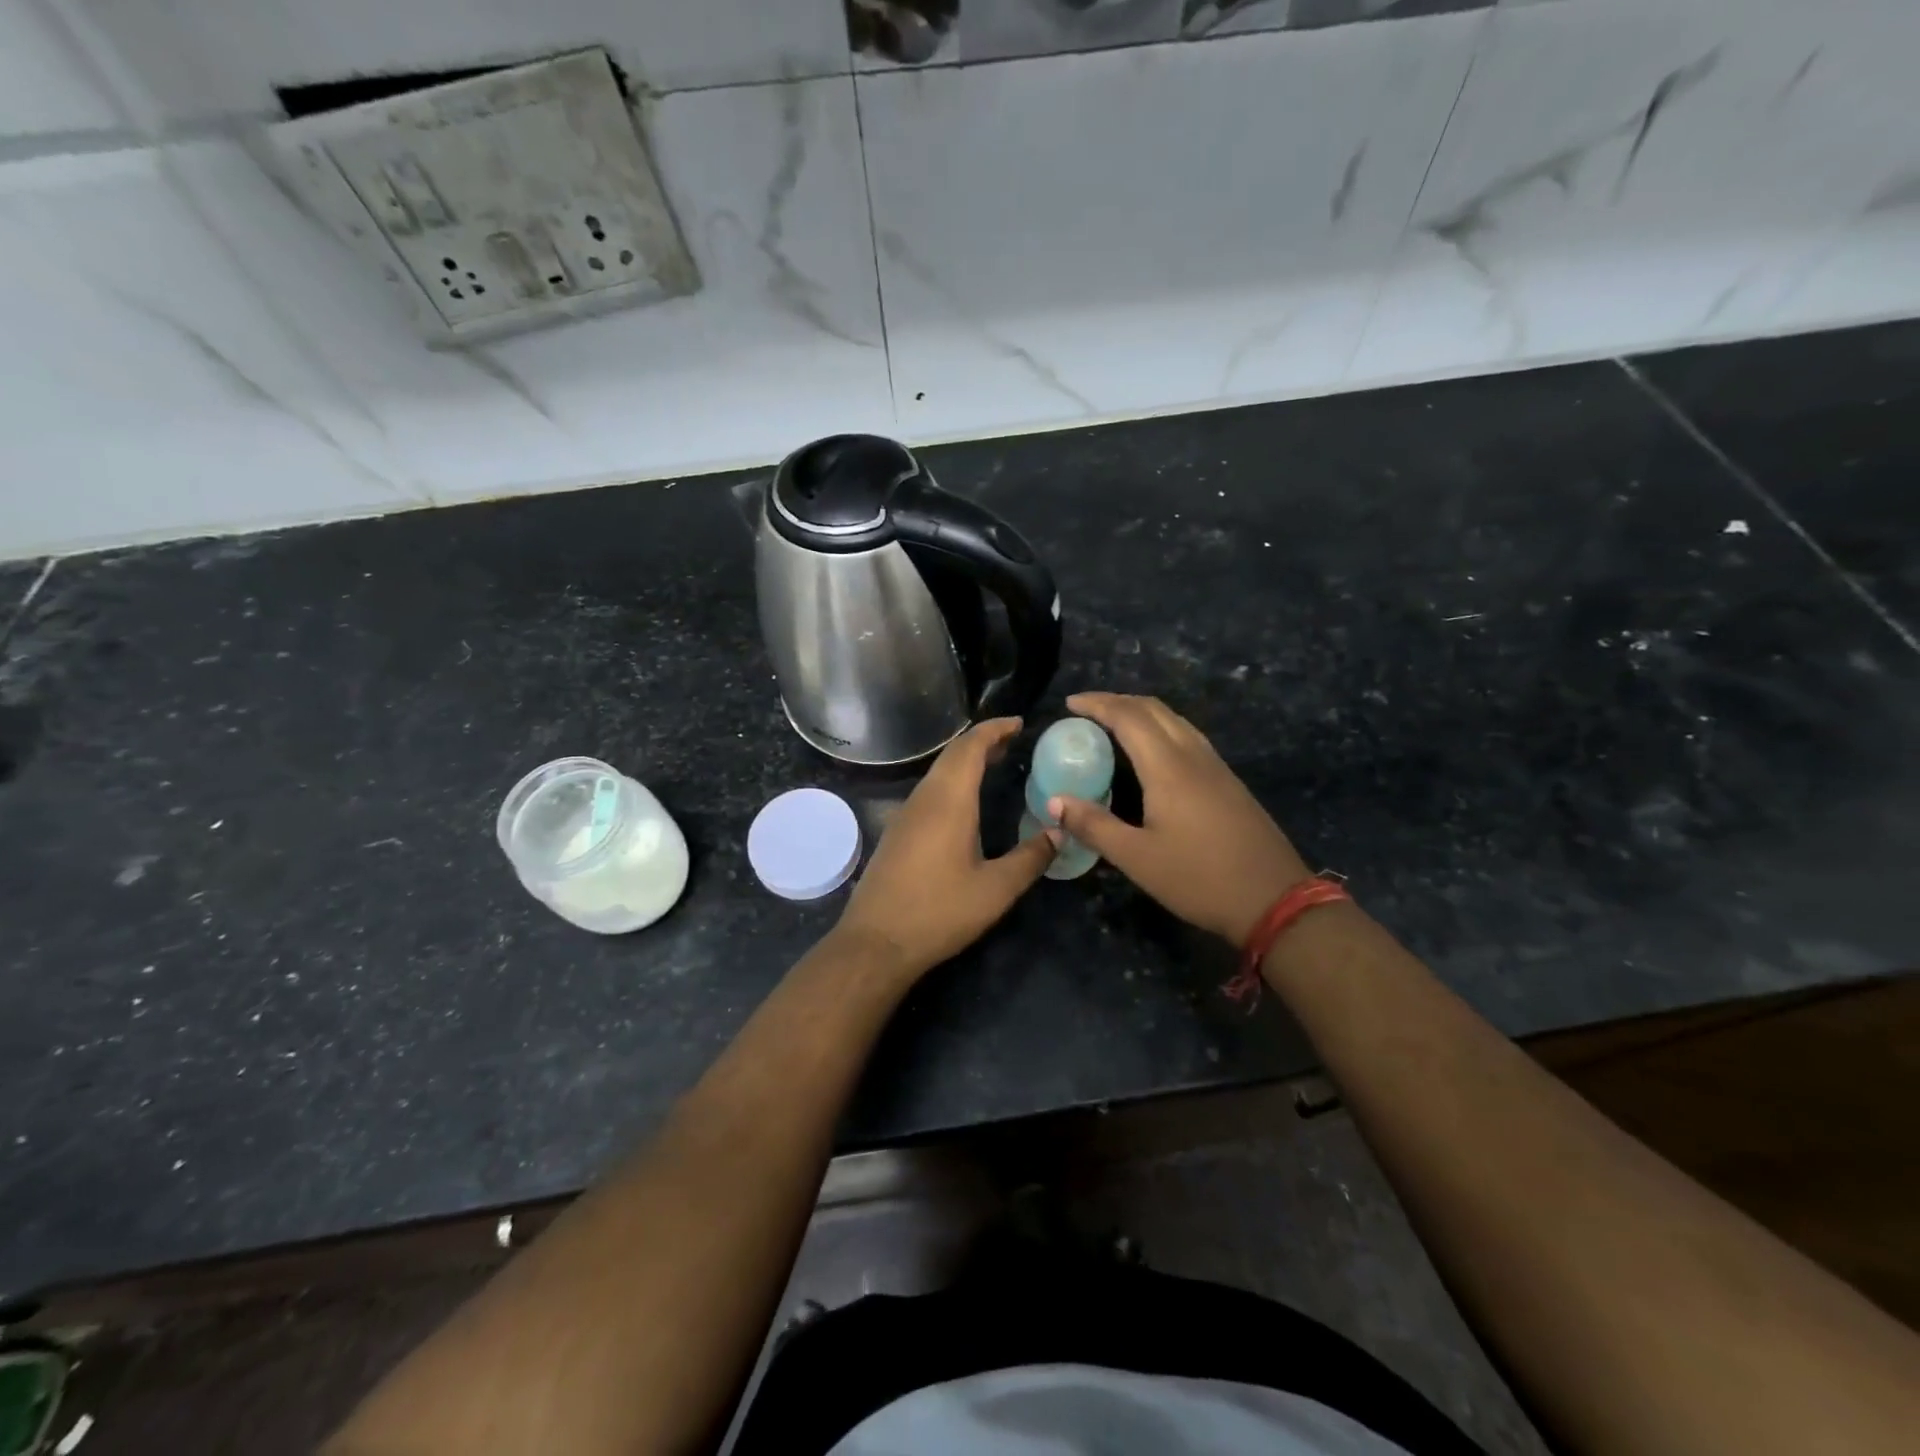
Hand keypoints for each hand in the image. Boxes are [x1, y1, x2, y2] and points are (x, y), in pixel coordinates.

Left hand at [834, 718, 1055, 978]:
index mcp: (949, 801)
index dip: (995, 729)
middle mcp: (924, 798)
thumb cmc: (939, 912)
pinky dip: (952, 781)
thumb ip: (1031, 858)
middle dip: (983, 741)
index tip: (1019, 723)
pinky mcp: (897, 832)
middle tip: (1013, 741)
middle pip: (952, 755)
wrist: (876, 942)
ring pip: (938, 772)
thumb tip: (1061, 832)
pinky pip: (928, 790)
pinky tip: (965, 802)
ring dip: (965, 761)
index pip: (971, 747)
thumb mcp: (996, 890)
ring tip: (995, 764)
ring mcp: (905, 814)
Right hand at [1050, 692, 1310, 944]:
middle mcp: (1193, 756)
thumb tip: (1054, 801)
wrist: (1275, 899)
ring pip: (1175, 720)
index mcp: (1168, 768)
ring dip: (1141, 712)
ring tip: (1114, 723)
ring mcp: (1216, 767)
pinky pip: (1188, 736)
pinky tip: (1152, 752)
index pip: (1128, 717)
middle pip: (1154, 709)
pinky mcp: (1228, 781)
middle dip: (1118, 701)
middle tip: (1087, 710)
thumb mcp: (1137, 858)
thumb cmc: (1199, 879)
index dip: (1098, 704)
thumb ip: (1094, 825)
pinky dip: (1160, 728)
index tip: (1070, 703)